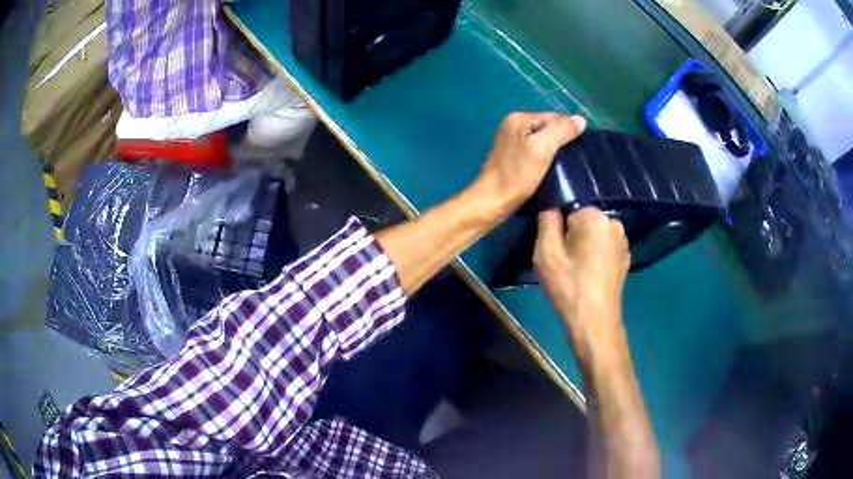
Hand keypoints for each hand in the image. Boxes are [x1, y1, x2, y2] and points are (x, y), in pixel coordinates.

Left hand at [473, 113, 585, 221]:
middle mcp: (513, 125)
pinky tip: (554, 170)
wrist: (492, 201)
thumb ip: (561, 131)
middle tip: (577, 159)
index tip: (581, 149)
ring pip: (543, 141)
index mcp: (519, 118)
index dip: (569, 131)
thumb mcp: (542, 149)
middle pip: (548, 128)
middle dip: (563, 141)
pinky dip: (546, 159)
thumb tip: (580, 119)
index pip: (554, 117)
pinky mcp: (512, 157)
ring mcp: (512, 141)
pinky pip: (536, 151)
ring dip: (556, 151)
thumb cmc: (517, 175)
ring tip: (568, 166)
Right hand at [533, 208, 629, 354]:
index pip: (568, 209)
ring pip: (594, 235)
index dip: (558, 228)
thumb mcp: (545, 252)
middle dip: (572, 236)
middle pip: (583, 221)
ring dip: (584, 247)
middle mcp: (613, 222)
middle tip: (563, 262)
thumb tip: (552, 210)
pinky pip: (604, 248)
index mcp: (595, 216)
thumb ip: (546, 221)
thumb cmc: (569, 285)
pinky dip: (595, 257)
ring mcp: (623, 241)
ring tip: (576, 271)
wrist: (594, 320)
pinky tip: (588, 276)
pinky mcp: (625, 258)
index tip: (555, 250)